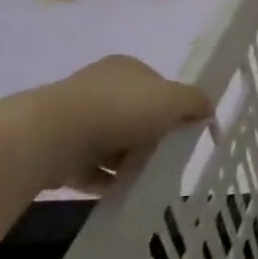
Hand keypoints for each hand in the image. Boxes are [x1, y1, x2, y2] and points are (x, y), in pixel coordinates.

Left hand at [26, 55, 212, 184]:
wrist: (50, 137)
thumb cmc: (120, 109)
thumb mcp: (175, 99)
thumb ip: (197, 102)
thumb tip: (207, 111)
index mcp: (125, 68)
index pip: (157, 86)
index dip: (173, 107)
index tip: (183, 129)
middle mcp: (97, 87)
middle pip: (135, 115)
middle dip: (151, 136)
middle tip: (167, 155)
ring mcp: (72, 118)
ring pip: (112, 142)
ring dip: (129, 161)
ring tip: (145, 178)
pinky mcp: (55, 149)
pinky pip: (89, 167)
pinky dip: (106, 179)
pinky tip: (121, 190)